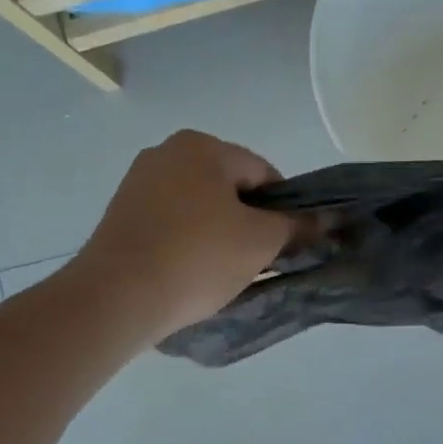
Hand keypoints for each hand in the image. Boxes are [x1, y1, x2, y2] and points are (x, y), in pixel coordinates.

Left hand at [76, 131, 291, 339]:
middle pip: (229, 187)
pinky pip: (171, 221)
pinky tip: (191, 270)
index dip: (285, 208)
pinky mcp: (120, 214)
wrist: (117, 296)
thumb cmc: (198, 258)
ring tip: (223, 270)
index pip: (263, 173)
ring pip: (199, 206)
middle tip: (258, 260)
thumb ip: (297, 226)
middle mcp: (166, 153)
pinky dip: (188, 240)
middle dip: (249, 221)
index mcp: (202, 146)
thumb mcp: (261, 242)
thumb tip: (325, 219)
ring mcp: (137, 182)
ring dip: (219, 232)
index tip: (287, 243)